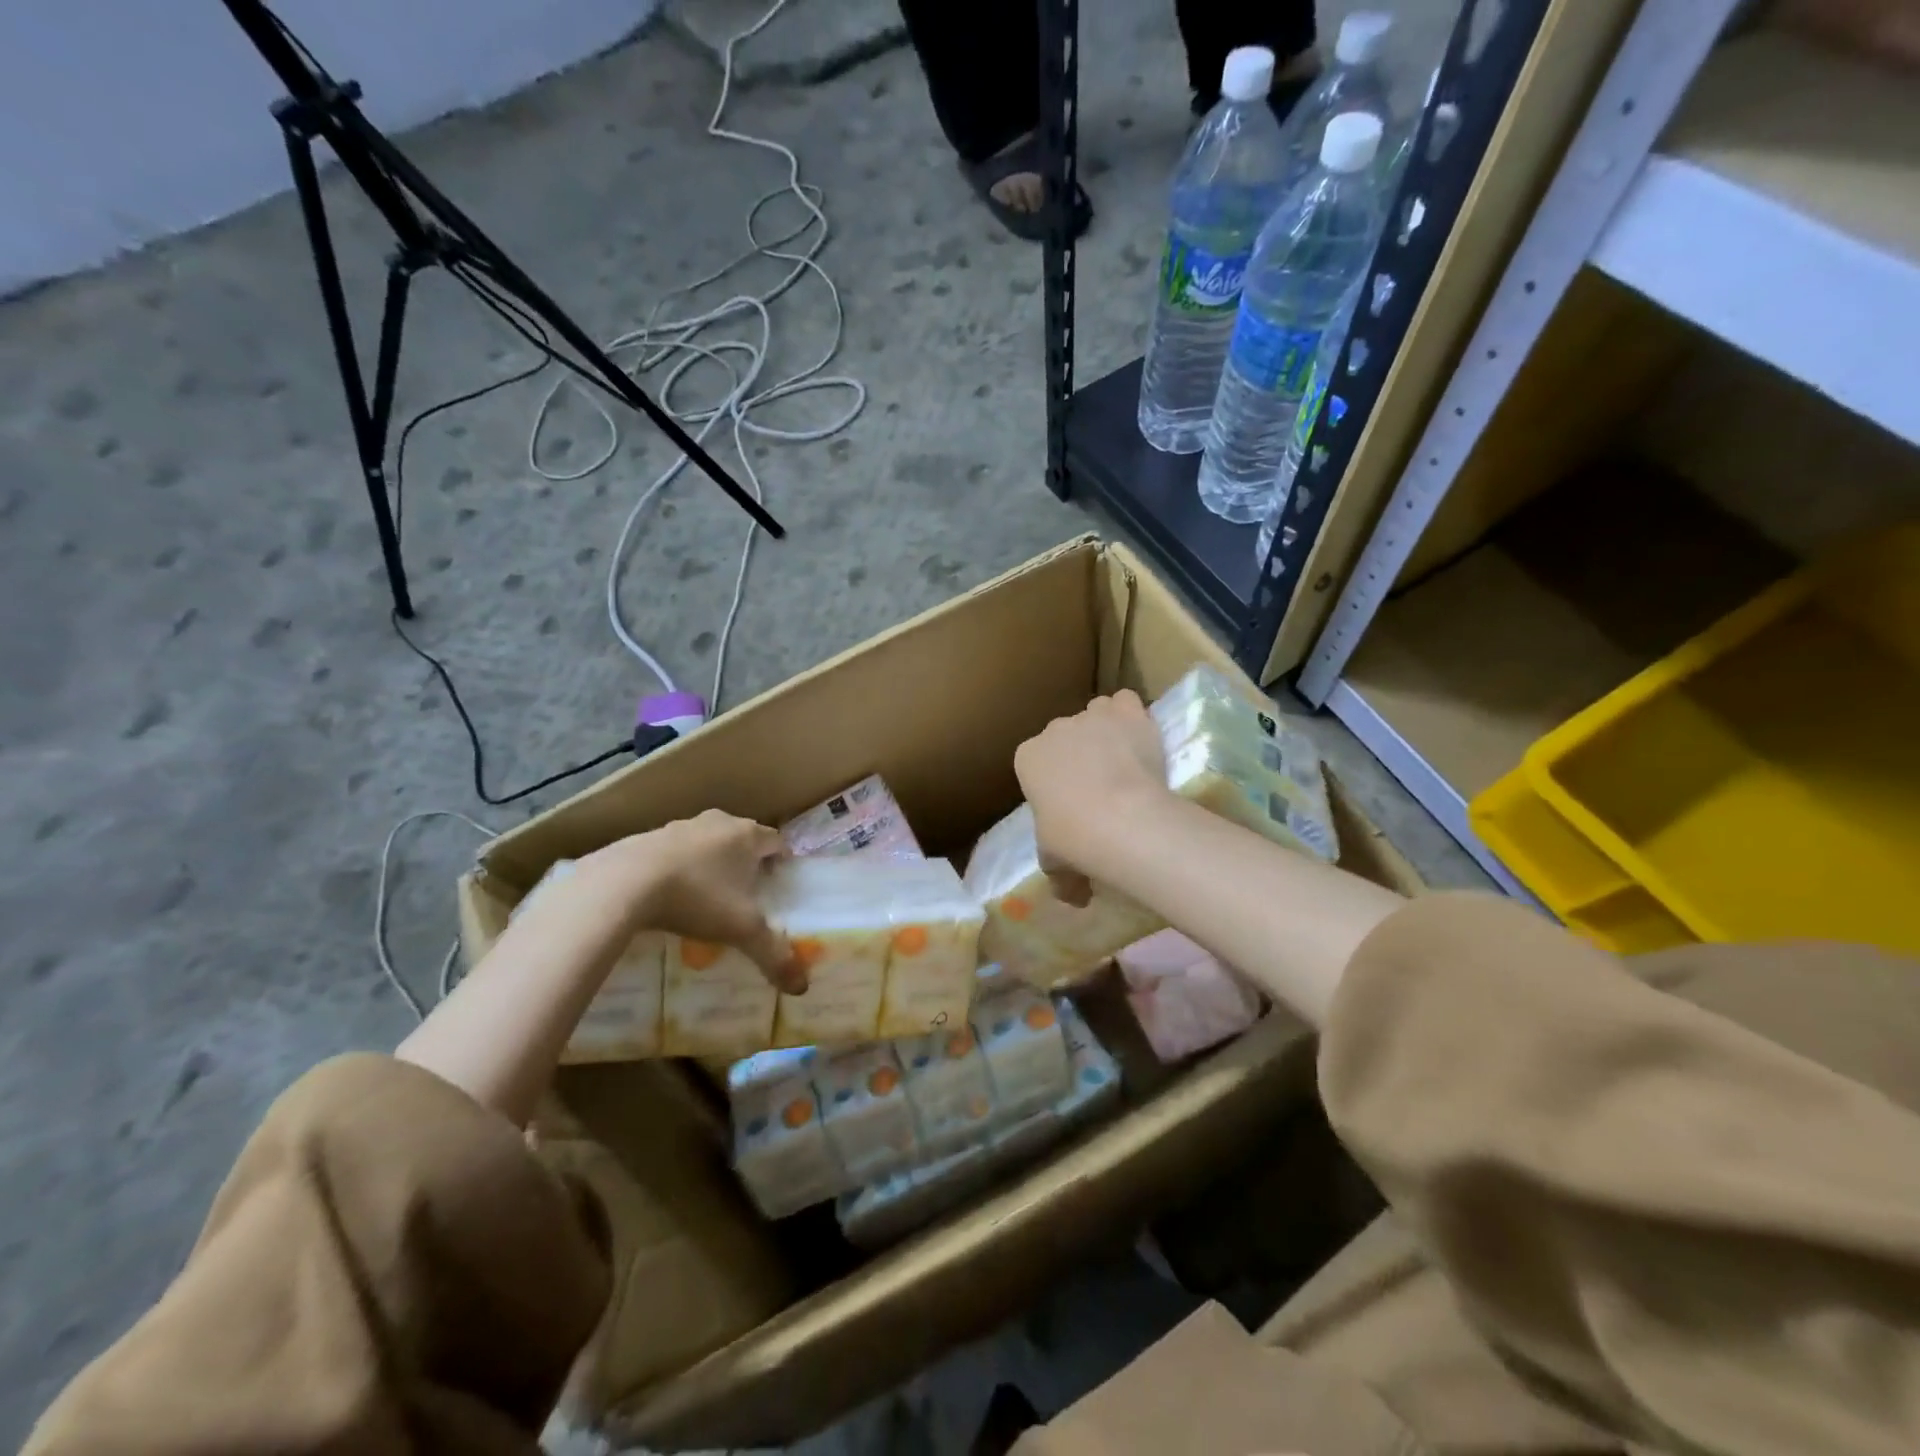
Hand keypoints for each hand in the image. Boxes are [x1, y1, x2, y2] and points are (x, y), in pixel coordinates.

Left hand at [580, 810, 803, 992]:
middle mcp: (718, 823)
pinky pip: (672, 851)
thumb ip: (773, 955)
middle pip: (741, 837)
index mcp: (747, 836)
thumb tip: (801, 987)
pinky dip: (677, 867)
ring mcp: (679, 826)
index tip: (779, 882)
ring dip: (710, 862)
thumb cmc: (697, 898)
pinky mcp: (645, 837)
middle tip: (745, 892)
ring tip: (706, 896)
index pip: (777, 840)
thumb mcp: (741, 930)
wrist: (623, 883)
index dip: (781, 860)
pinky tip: (667, 895)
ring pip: (706, 841)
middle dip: (746, 860)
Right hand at [1014, 690, 1168, 878]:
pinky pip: (1126, 701)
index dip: (1054, 778)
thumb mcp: (1055, 862)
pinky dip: (1131, 714)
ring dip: (1105, 728)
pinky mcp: (1126, 712)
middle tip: (1100, 785)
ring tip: (1123, 759)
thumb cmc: (1073, 839)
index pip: (1036, 761)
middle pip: (1065, 735)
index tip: (1070, 801)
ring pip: (1096, 712)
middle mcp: (1053, 729)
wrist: (1118, 819)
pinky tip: (1139, 735)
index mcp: (1026, 758)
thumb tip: (1072, 897)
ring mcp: (1090, 716)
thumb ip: (1060, 875)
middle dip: (1078, 753)